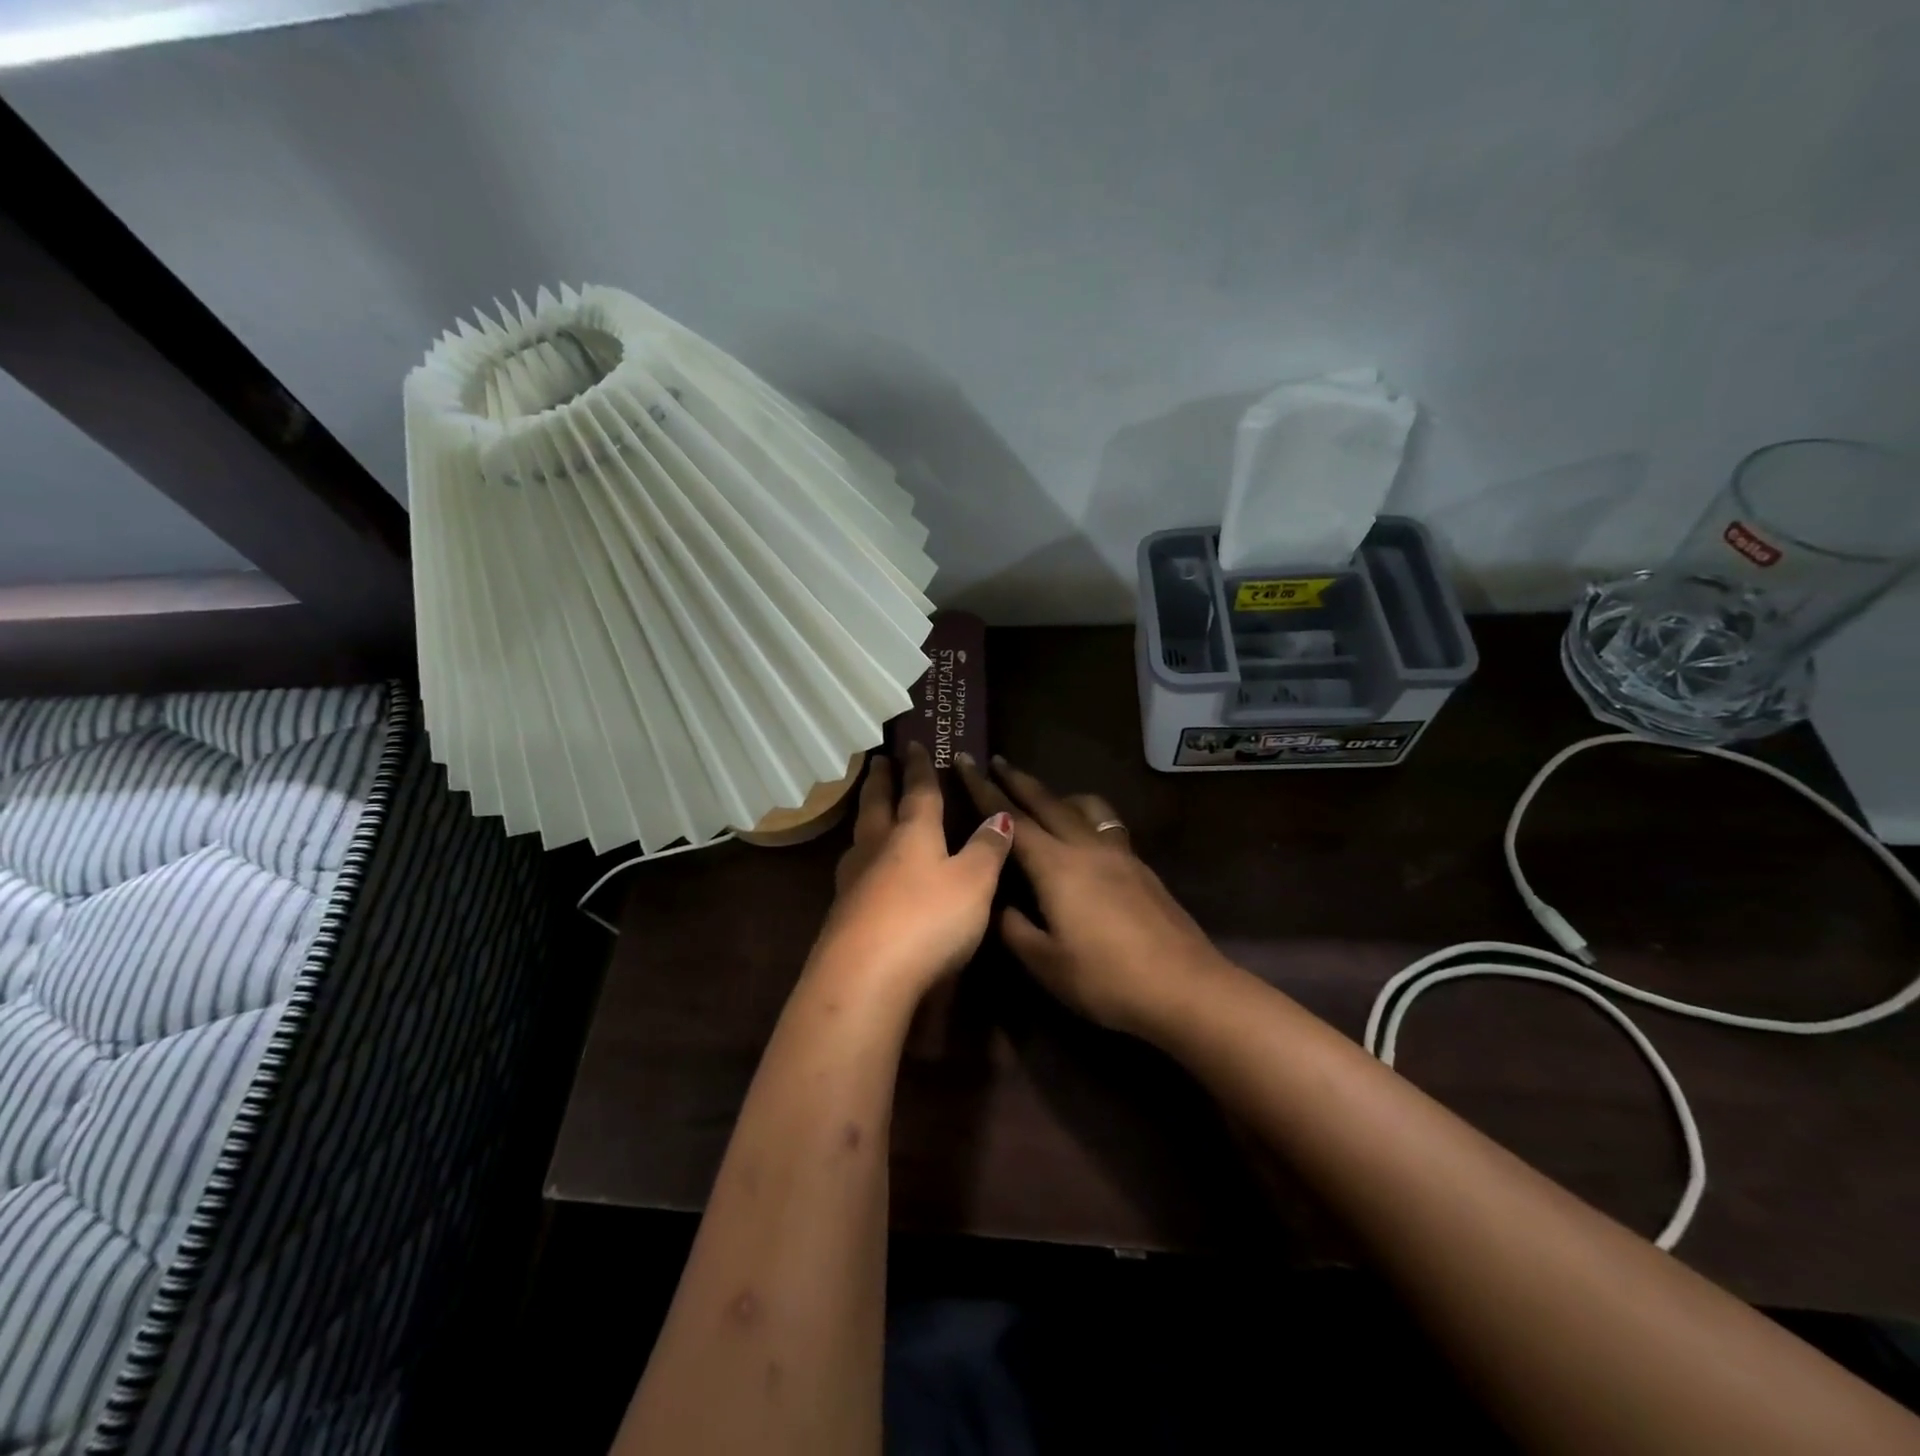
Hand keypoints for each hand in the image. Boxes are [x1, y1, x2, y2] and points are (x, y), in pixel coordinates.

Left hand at [811, 742, 1014, 1006]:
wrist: (864, 977)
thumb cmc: (927, 920)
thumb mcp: (973, 883)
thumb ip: (987, 849)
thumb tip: (999, 816)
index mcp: (913, 833)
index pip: (919, 791)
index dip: (919, 768)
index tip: (913, 745)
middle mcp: (878, 848)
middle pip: (877, 805)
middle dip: (880, 781)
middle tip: (877, 761)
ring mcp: (853, 881)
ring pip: (859, 837)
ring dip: (865, 817)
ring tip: (868, 810)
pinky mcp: (841, 915)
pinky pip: (853, 870)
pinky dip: (861, 857)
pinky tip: (864, 871)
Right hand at [956, 753, 1237, 1039]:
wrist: (1185, 986)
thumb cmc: (1107, 979)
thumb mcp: (1046, 963)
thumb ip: (1014, 927)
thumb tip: (998, 903)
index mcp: (1057, 866)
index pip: (1010, 819)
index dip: (982, 790)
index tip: (964, 762)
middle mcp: (1086, 847)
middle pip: (1048, 802)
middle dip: (1017, 779)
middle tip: (996, 760)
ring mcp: (1119, 854)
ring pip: (1085, 807)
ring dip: (1058, 794)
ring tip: (1045, 797)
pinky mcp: (1141, 867)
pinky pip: (1106, 824)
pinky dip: (1085, 816)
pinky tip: (1085, 838)